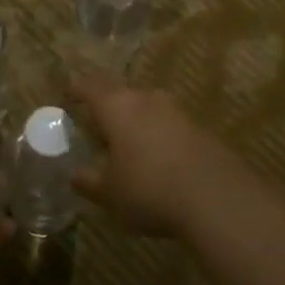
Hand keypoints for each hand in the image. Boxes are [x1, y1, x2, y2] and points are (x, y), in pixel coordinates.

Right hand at [69, 78, 249, 236]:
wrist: (217, 197)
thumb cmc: (149, 189)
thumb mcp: (109, 193)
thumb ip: (88, 181)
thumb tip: (74, 175)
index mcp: (116, 106)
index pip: (89, 86)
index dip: (75, 90)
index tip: (66, 96)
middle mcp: (146, 99)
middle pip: (120, 94)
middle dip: (107, 107)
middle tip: (97, 126)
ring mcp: (177, 111)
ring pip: (147, 107)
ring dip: (135, 121)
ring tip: (127, 144)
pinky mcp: (200, 128)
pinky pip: (169, 125)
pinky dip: (158, 136)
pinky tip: (158, 160)